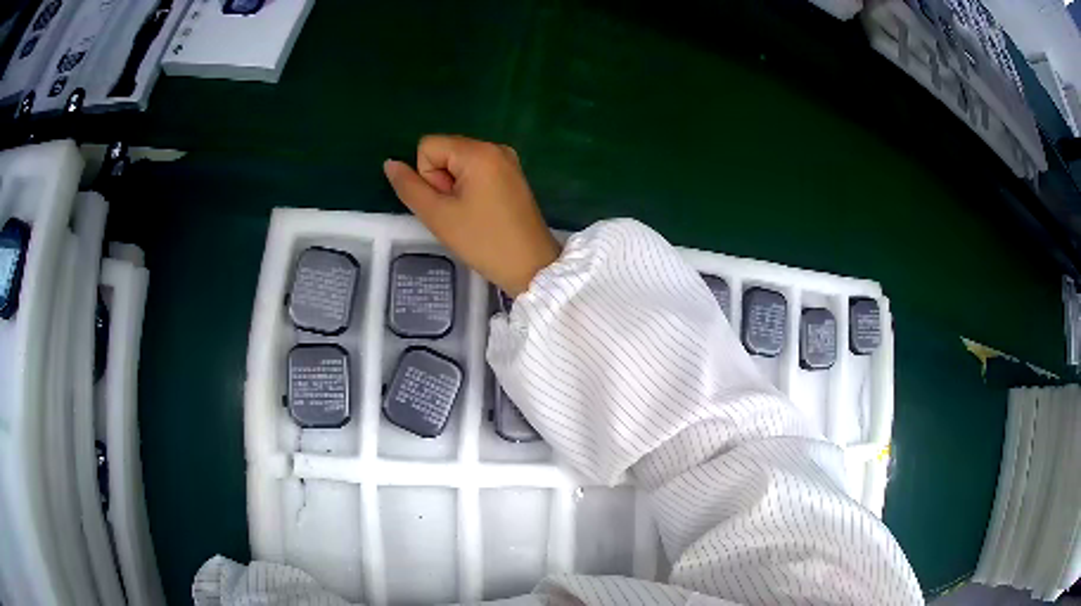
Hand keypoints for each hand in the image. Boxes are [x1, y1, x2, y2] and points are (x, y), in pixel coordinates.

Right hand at [384, 135, 561, 295]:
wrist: (531, 266)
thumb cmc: (483, 242)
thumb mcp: (438, 216)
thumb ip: (409, 187)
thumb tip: (389, 163)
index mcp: (478, 151)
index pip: (427, 146)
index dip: (427, 176)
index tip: (446, 202)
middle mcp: (494, 147)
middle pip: (444, 152)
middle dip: (441, 181)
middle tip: (458, 212)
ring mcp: (507, 160)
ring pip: (458, 163)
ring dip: (454, 187)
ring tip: (470, 214)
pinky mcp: (512, 174)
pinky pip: (476, 171)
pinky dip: (470, 189)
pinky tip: (481, 212)